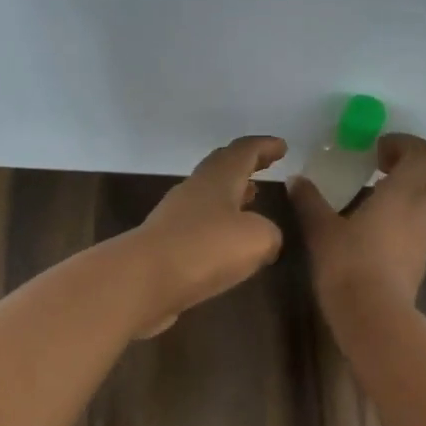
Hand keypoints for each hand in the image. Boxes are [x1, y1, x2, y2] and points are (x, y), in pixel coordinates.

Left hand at [125, 135, 288, 337]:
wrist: (143, 280)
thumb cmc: (205, 248)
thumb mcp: (257, 239)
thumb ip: (269, 233)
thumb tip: (265, 237)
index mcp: (218, 178)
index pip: (243, 151)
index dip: (264, 147)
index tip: (281, 146)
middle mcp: (194, 190)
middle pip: (221, 167)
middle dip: (245, 165)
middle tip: (264, 165)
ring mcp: (175, 217)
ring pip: (208, 196)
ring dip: (231, 194)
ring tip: (251, 199)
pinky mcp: (165, 245)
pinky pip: (198, 226)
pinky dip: (217, 224)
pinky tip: (227, 242)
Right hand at [289, 133, 425, 312]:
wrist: (374, 315)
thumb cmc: (348, 264)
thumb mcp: (321, 230)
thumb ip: (310, 201)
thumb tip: (295, 180)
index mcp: (403, 192)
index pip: (423, 153)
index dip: (404, 144)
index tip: (376, 149)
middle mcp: (423, 208)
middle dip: (414, 163)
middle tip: (381, 166)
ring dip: (412, 188)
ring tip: (377, 195)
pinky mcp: (423, 256)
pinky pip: (423, 222)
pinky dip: (408, 212)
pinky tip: (378, 226)